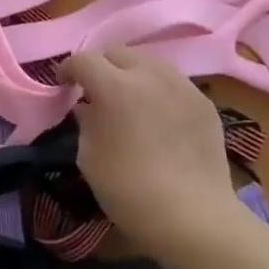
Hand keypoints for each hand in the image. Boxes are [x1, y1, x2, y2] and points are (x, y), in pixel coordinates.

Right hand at [60, 46, 251, 265]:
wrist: (192, 216)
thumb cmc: (128, 189)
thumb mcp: (88, 156)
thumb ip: (85, 122)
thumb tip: (88, 107)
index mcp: (114, 87)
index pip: (83, 60)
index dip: (67, 69)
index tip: (63, 85)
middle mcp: (150, 75)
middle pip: (118, 52)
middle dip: (101, 66)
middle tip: (95, 90)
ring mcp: (182, 86)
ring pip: (149, 62)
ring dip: (132, 73)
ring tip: (129, 99)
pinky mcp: (204, 102)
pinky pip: (173, 83)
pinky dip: (158, 90)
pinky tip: (158, 116)